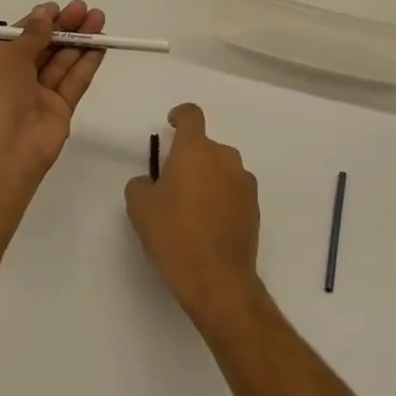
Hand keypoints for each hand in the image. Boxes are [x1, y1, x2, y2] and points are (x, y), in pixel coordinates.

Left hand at [0, 1, 106, 187]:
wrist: (1, 153)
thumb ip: (31, 35)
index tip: (59, 8)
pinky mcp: (59, 112)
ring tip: (99, 19)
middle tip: (85, 9)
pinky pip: (74, 82)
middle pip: (43, 48)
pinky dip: (86, 63)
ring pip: (61, 63)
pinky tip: (101, 45)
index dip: (39, 22)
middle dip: (64, 28)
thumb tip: (45, 13)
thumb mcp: (7, 57)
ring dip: (80, 41)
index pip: (19, 39)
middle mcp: (13, 82)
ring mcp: (37, 98)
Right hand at [125, 104, 263, 329]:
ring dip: (208, 179)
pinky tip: (209, 226)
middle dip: (190, 159)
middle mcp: (225, 158)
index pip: (192, 115)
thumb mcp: (140, 207)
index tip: (172, 124)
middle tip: (173, 186)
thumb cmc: (174, 235)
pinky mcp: (255, 208)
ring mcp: (244, 183)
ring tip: (192, 210)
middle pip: (206, 147)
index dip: (180, 115)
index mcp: (196, 150)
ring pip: (221, 170)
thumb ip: (141, 183)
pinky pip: (233, 191)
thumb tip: (152, 182)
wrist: (218, 280)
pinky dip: (221, 199)